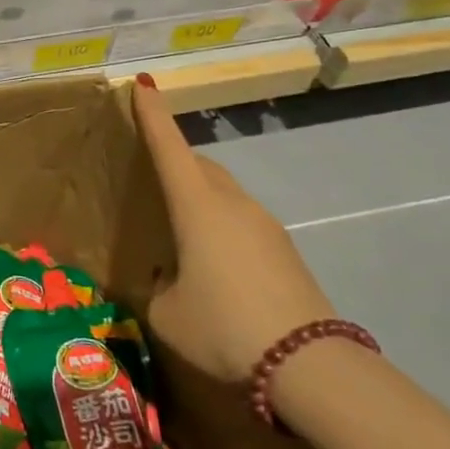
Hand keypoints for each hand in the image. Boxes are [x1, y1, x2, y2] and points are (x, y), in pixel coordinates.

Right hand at [133, 77, 336, 380]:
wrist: (307, 364)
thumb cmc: (223, 327)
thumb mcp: (166, 313)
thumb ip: (156, 287)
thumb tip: (165, 279)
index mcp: (197, 206)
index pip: (169, 147)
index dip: (153, 114)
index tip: (142, 84)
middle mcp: (233, 204)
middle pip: (199, 165)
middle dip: (174, 160)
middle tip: (150, 175)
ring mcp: (264, 224)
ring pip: (223, 192)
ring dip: (198, 196)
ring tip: (177, 228)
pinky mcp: (283, 249)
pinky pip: (240, 220)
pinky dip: (218, 223)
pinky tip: (209, 262)